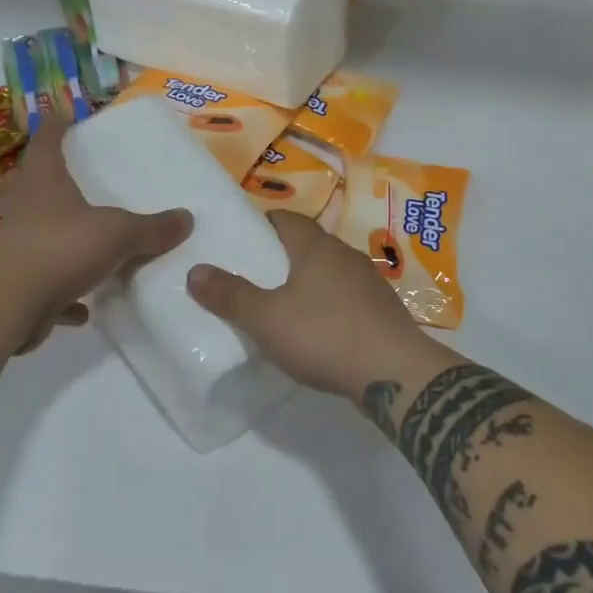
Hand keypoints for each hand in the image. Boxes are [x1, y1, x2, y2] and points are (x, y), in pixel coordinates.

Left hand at [0, 115, 190, 352]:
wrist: (7, 304)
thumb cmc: (61, 247)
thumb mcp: (118, 234)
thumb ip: (152, 228)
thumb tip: (186, 218)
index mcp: (44, 184)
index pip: (46, 143)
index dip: (55, 127)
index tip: (64, 115)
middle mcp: (24, 210)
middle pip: (25, 183)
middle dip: (40, 176)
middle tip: (63, 174)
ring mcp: (14, 248)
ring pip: (31, 232)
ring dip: (52, 234)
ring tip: (79, 237)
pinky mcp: (15, 286)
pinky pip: (42, 284)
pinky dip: (63, 294)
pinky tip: (84, 307)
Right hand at [186, 211, 426, 397]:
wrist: (396, 373)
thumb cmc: (326, 335)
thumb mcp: (267, 319)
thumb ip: (230, 296)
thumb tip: (195, 270)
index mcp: (316, 247)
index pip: (286, 219)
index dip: (262, 225)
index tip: (240, 240)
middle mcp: (345, 255)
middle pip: (307, 243)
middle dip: (281, 254)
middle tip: (252, 274)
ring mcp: (368, 282)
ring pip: (328, 270)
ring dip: (306, 280)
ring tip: (280, 302)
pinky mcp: (381, 309)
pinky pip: (345, 295)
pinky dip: (327, 302)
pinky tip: (317, 327)